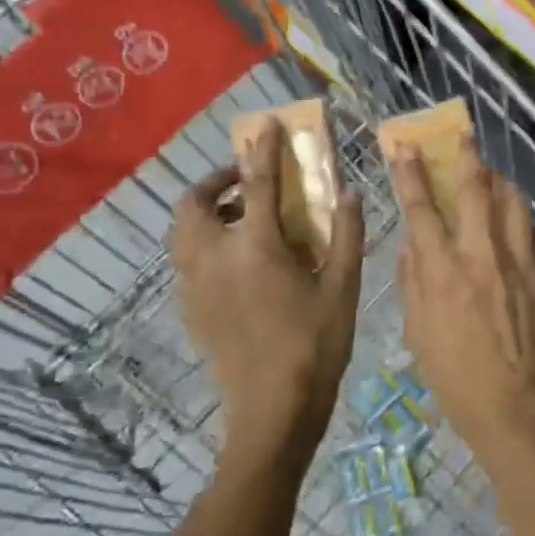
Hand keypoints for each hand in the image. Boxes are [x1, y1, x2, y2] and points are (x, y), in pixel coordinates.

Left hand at [170, 119, 365, 468]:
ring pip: (183, 232)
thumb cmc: (316, 345)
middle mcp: (215, 258)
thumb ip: (346, 233)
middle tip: (249, 182)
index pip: (256, 184)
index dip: (263, 150)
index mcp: (256, 248)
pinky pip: (187, 259)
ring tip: (244, 217)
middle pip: (194, 203)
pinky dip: (205, 242)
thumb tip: (351, 191)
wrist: (273, 410)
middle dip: (216, 182)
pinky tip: (239, 260)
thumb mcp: (344, 287)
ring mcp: (196, 286)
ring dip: (208, 211)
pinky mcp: (191, 309)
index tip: (267, 126)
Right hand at [390, 135, 534, 449]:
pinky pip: (534, 234)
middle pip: (475, 188)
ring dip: (500, 183)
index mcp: (444, 270)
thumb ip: (415, 281)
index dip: (411, 172)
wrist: (520, 408)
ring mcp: (522, 260)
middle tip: (463, 136)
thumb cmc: (457, 378)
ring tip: (492, 179)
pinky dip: (521, 224)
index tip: (406, 146)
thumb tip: (413, 245)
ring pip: (513, 202)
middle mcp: (484, 254)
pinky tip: (516, 232)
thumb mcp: (419, 333)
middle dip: (466, 156)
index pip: (422, 207)